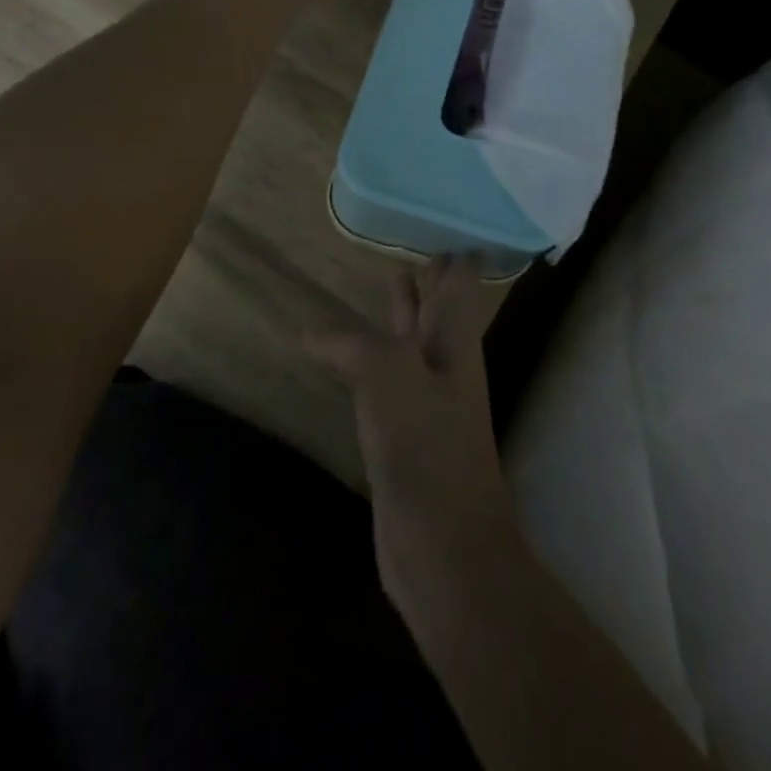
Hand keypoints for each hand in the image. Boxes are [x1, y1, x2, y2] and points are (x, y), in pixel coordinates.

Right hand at [308, 257, 519, 619]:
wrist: (444, 548)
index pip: (459, 283)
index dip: (454, 253)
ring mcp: (425, 402)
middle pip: (437, 309)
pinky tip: (348, 356)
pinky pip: (386, 380)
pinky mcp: (402, 435)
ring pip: (412, 342)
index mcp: (453, 342)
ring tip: (386, 282)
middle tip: (411, 244)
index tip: (442, 222)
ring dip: (402, 314)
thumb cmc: (427, 450)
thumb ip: (353, 345)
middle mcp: (444, 365)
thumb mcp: (389, 378)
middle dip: (427, 279)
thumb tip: (311, 331)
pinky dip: (371, 358)